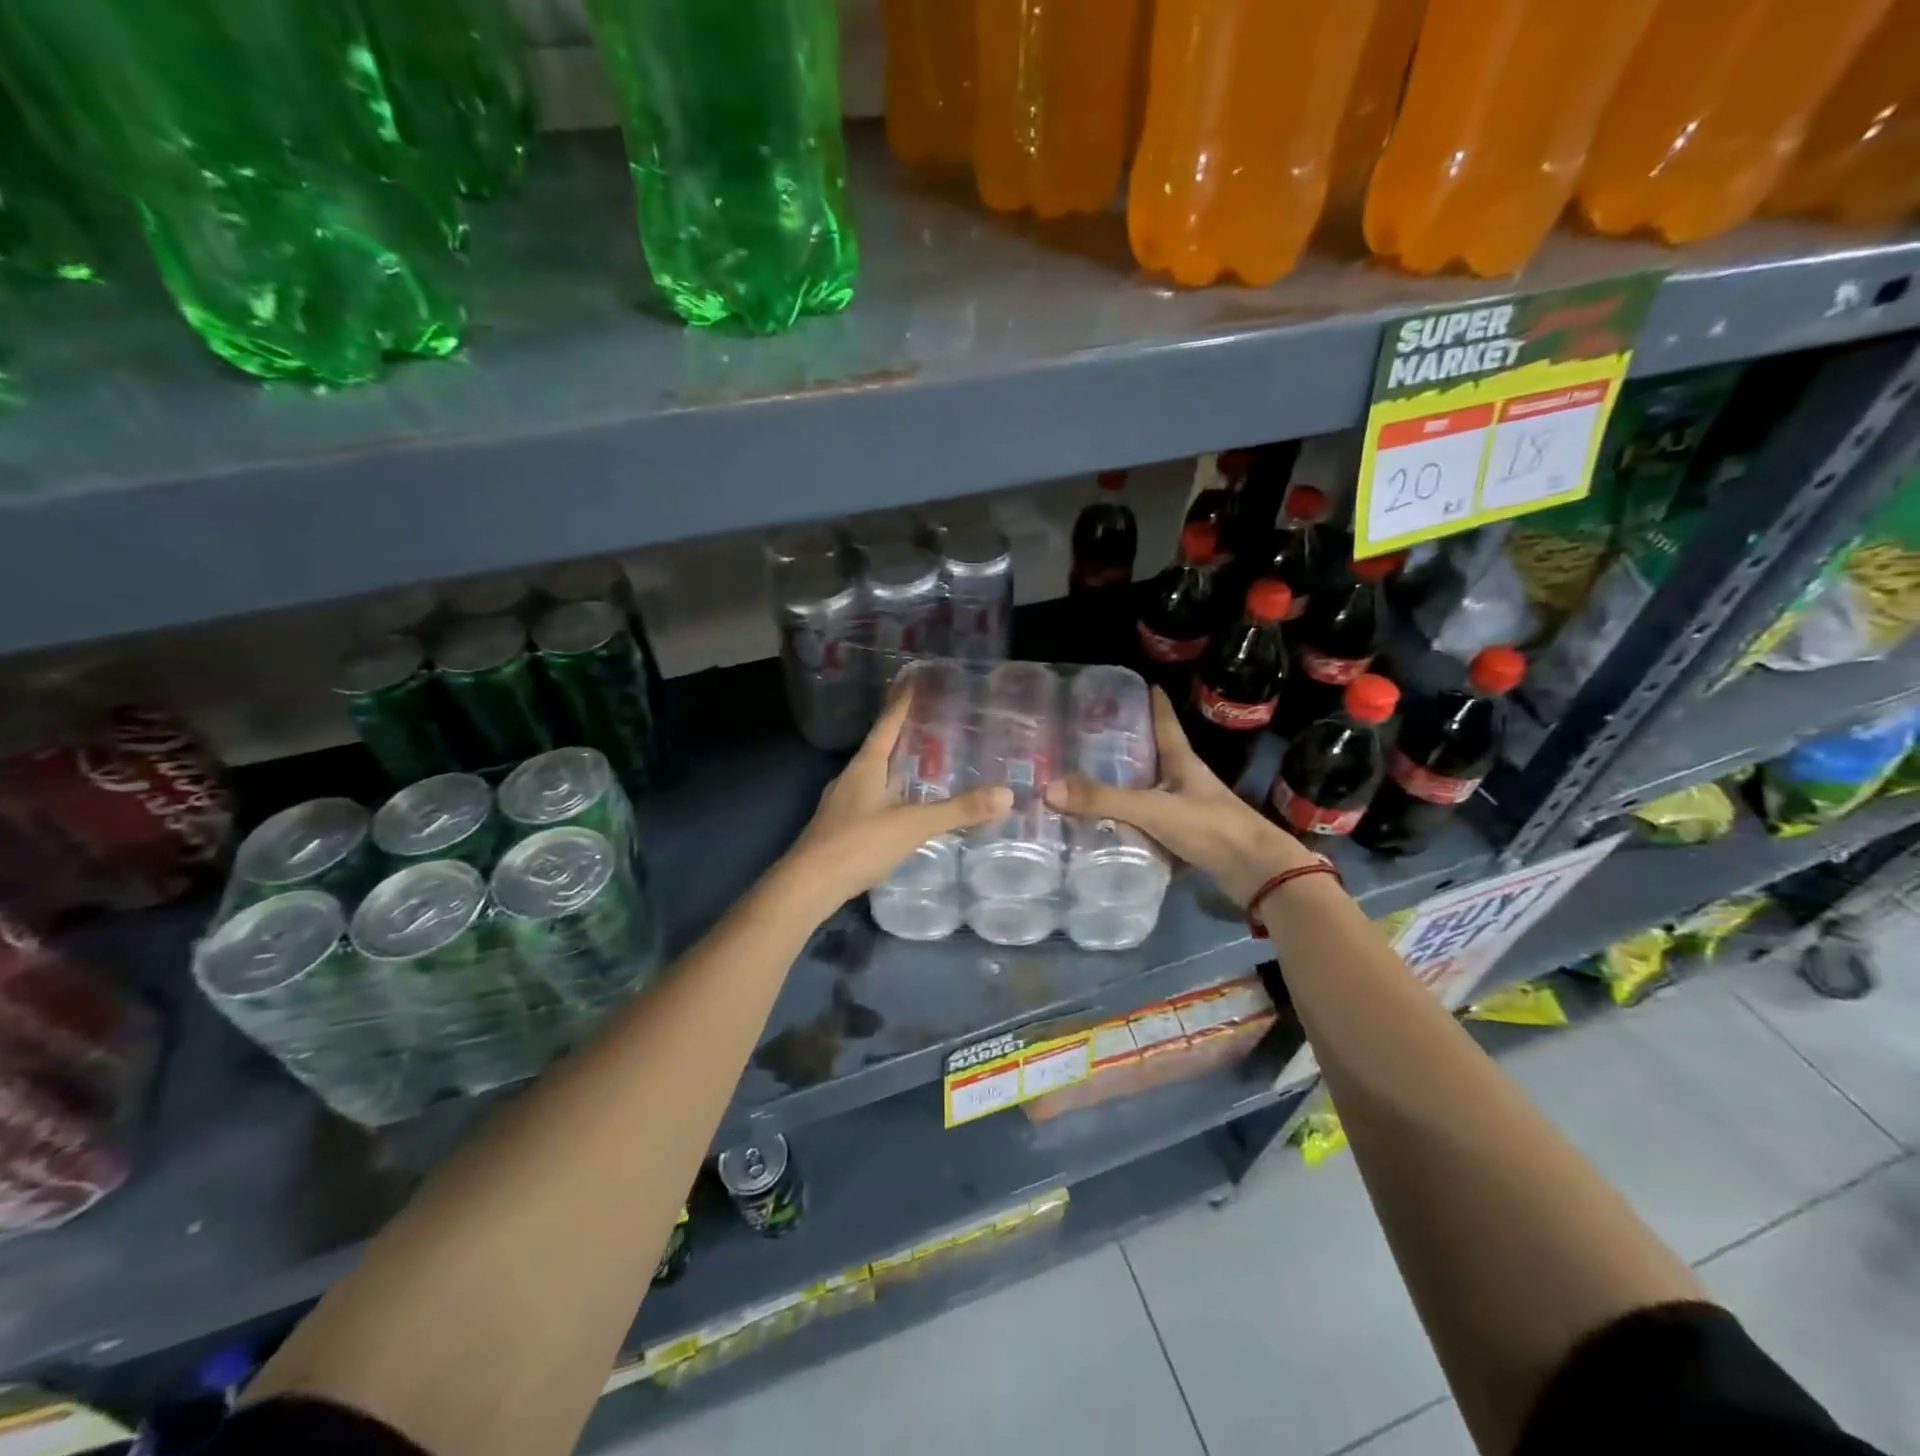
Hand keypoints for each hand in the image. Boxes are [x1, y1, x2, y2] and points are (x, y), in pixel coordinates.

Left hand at [777, 688, 1012, 915]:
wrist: (808, 885)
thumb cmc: (859, 844)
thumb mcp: (913, 825)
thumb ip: (958, 811)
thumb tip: (1006, 795)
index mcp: (866, 766)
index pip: (887, 725)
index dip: (901, 704)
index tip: (912, 681)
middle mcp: (851, 778)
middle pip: (880, 749)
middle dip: (903, 737)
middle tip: (932, 725)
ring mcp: (842, 804)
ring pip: (874, 777)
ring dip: (896, 769)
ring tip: (923, 767)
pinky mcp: (839, 829)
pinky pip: (870, 802)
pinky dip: (890, 797)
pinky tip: (903, 810)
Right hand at [1044, 687, 1315, 907]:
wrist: (1257, 873)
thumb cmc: (1210, 827)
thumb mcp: (1153, 810)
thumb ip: (1104, 801)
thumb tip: (1048, 789)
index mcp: (1183, 762)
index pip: (1165, 723)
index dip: (1153, 703)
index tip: (1139, 684)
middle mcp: (1186, 781)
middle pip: (1155, 756)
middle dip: (1127, 746)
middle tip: (1092, 737)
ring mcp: (1190, 810)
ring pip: (1152, 791)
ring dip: (1127, 787)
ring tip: (1091, 780)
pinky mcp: (1189, 838)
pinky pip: (1152, 824)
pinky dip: (1132, 823)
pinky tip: (1110, 826)